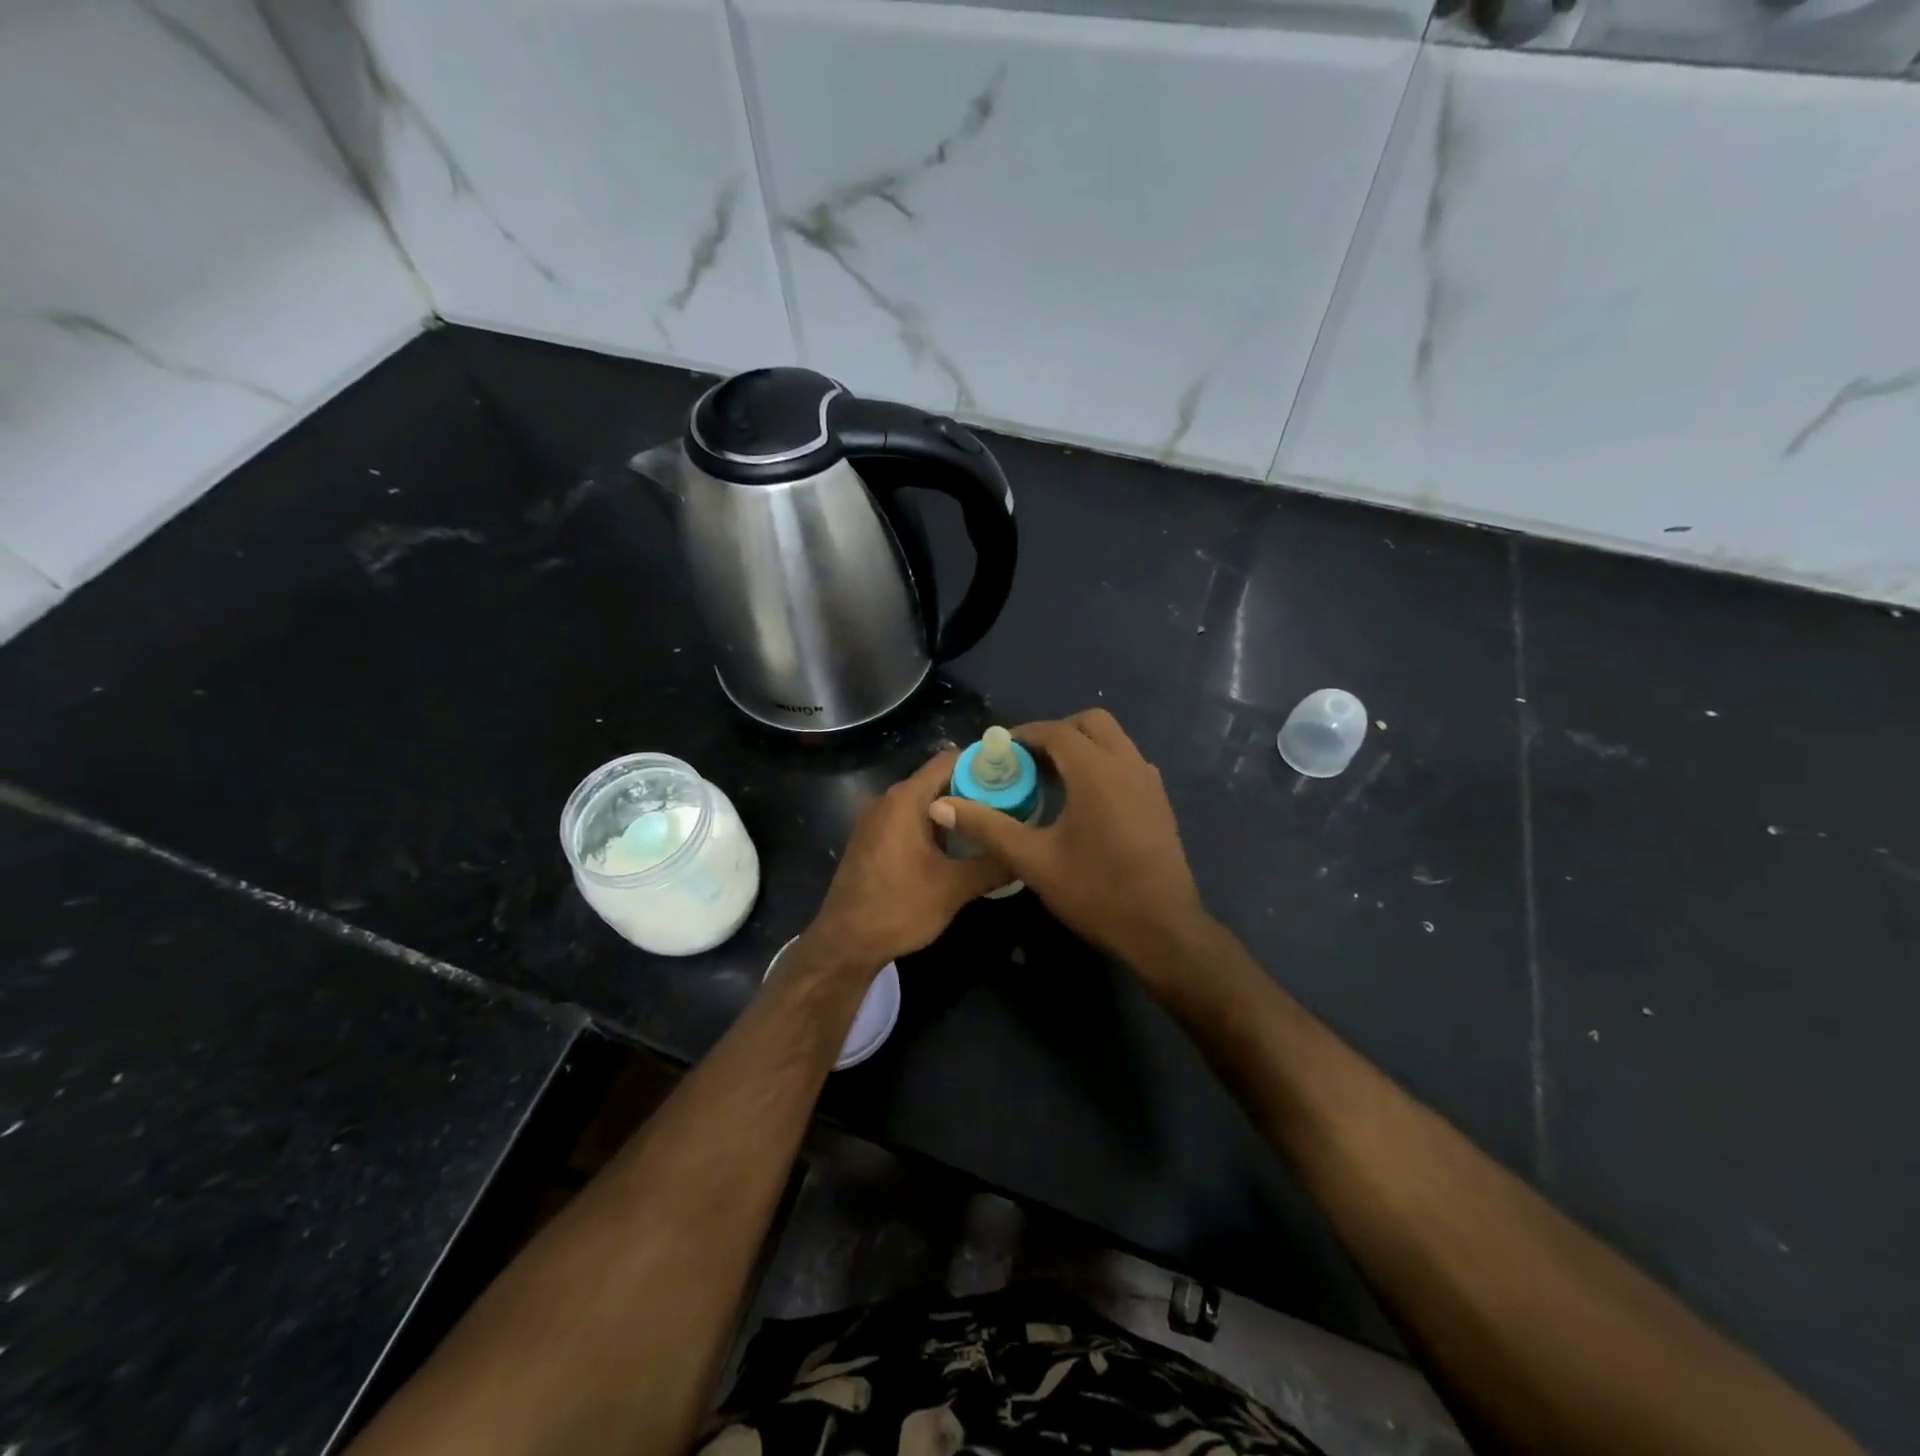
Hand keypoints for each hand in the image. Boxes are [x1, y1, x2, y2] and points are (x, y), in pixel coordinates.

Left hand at [801, 748, 1010, 978]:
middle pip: (938, 780)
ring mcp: (876, 820)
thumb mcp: (954, 888)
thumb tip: (1025, 854)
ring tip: (992, 827)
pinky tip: (959, 848)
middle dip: (975, 790)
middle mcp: (888, 800)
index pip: (950, 760)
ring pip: (925, 802)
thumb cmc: (898, 908)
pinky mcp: (872, 840)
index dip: (983, 763)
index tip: (1014, 777)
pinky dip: (936, 826)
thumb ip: (993, 865)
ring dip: (956, 812)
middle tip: (1011, 806)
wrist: (844, 943)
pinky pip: (910, 820)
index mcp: (905, 799)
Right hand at [929, 709, 1208, 982]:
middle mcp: (1127, 764)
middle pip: (1091, 723)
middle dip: (1057, 733)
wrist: (1161, 928)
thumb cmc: (1095, 890)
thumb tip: (940, 805)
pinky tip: (1085, 801)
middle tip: (1029, 761)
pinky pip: (1127, 762)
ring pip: (1114, 740)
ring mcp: (1149, 781)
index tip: (1000, 751)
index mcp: (1096, 771)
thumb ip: (986, 826)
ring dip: (1083, 746)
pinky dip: (1103, 764)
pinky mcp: (1159, 800)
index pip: (1056, 731)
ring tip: (1053, 779)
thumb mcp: (1032, 860)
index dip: (1024, 735)